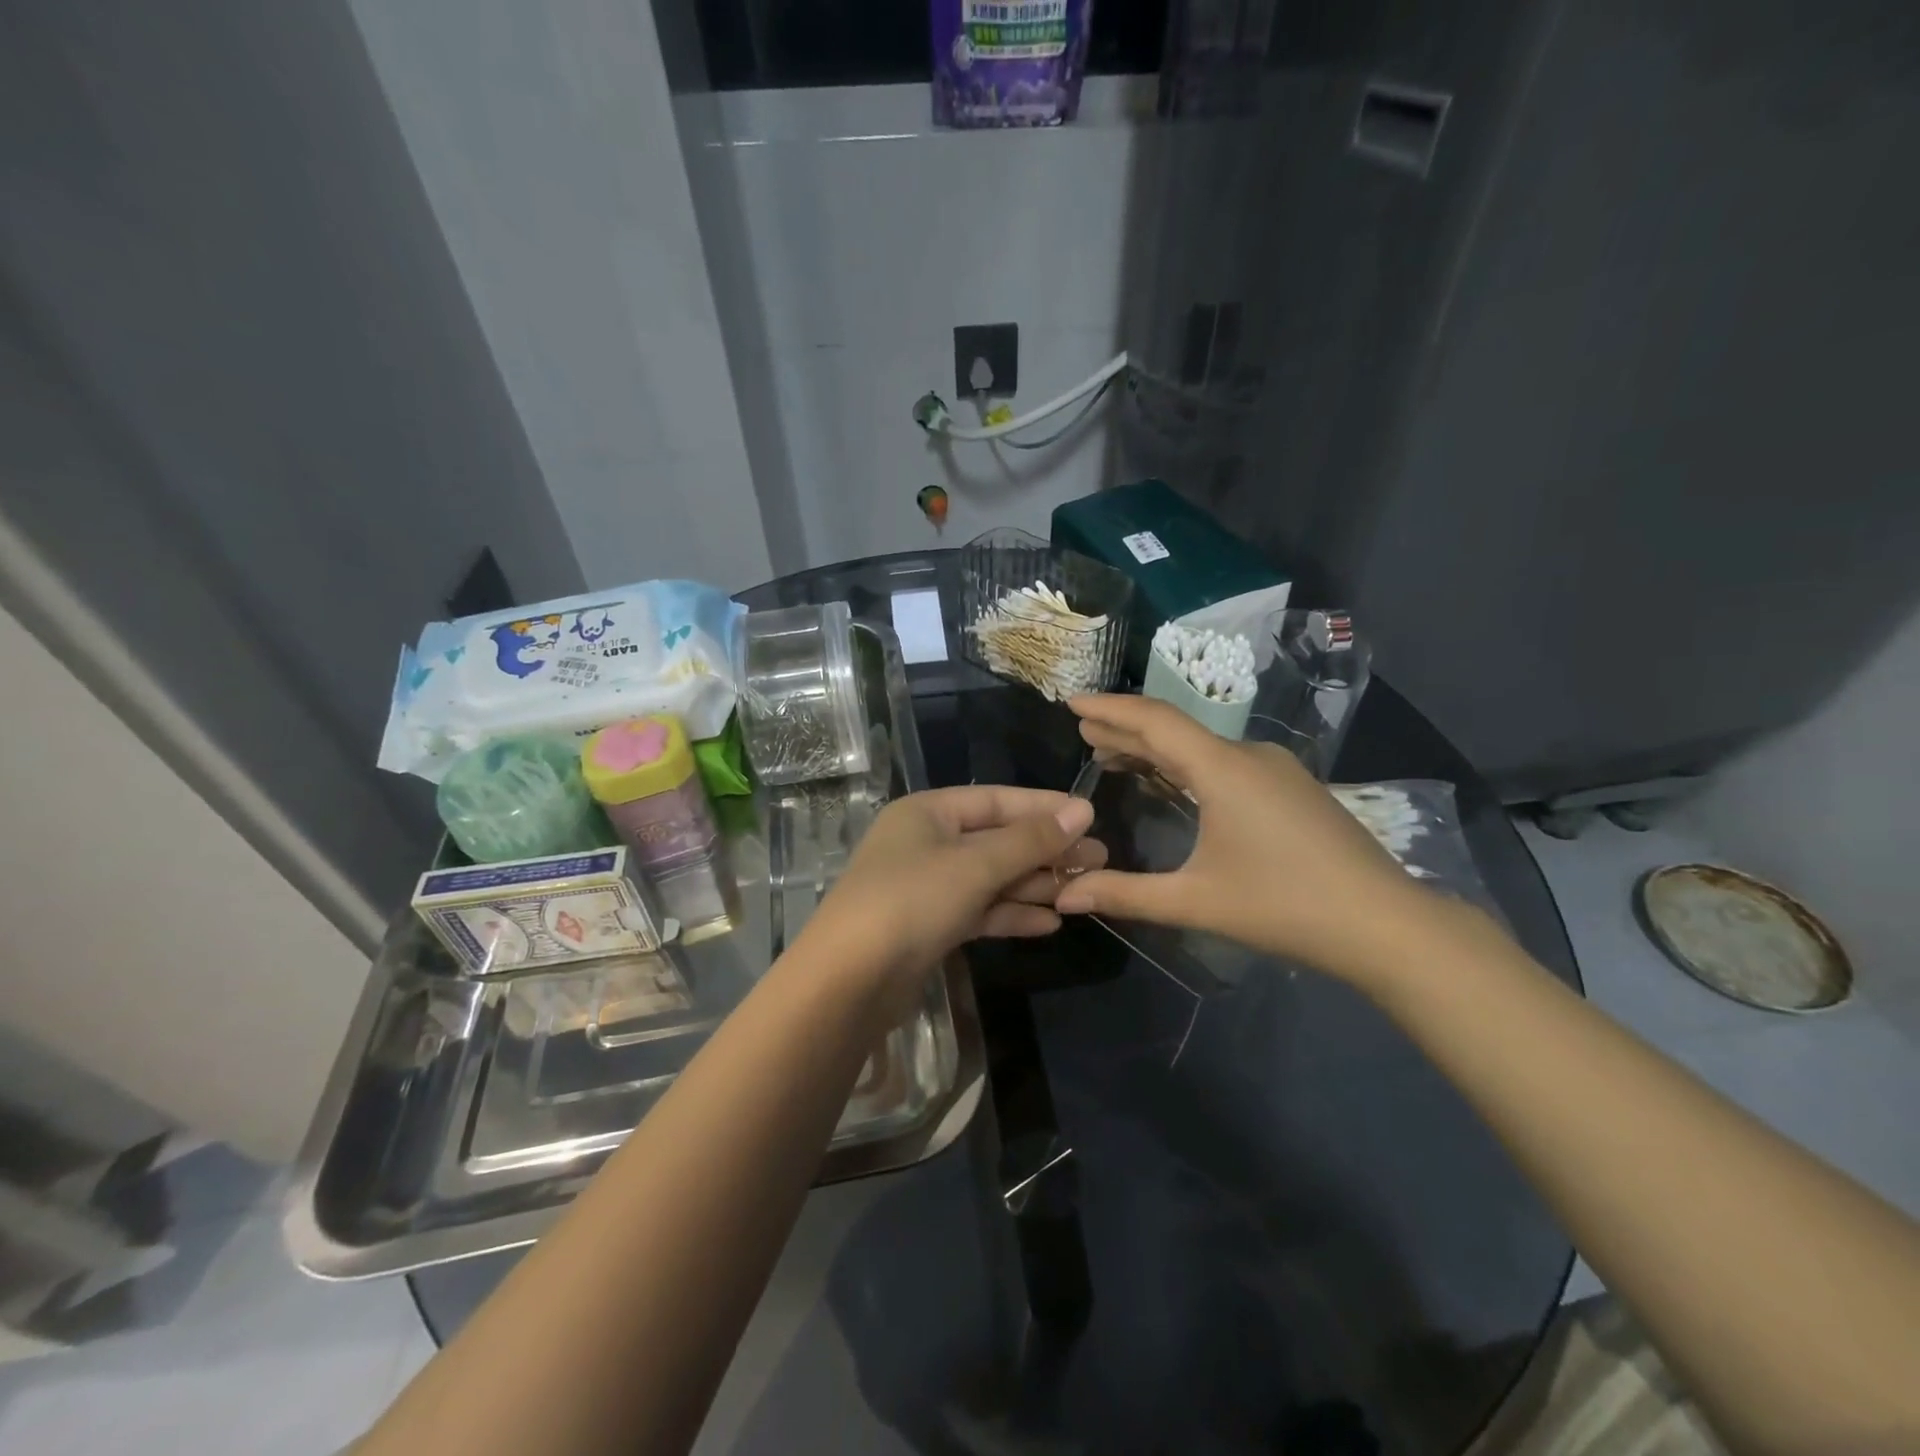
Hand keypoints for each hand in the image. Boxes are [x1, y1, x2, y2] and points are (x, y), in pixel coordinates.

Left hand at [802, 785, 1102, 980]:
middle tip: (1097, 860)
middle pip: (996, 840)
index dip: (1043, 807)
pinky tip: (1049, 923)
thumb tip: (1083, 810)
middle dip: (1045, 851)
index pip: (996, 800)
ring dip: (1033, 885)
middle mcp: (926, 843)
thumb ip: (1030, 840)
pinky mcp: (930, 926)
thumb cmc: (912, 901)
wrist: (850, 980)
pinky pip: (979, 910)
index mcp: (928, 812)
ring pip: (991, 878)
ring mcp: (927, 886)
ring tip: (1083, 892)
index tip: (1090, 816)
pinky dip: (1011, 914)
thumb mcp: (976, 865)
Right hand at [1054, 694, 1432, 982]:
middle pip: (1176, 729)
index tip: (1072, 705)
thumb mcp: (1195, 902)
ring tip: (1116, 757)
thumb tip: (1064, 895)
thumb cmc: (1284, 907)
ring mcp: (1276, 769)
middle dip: (1126, 729)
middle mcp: (1249, 755)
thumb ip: (1124, 894)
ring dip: (1157, 749)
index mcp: (1222, 769)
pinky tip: (1175, 783)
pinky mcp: (1292, 788)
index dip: (1109, 709)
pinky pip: (1225, 761)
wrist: (1385, 924)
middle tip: (1085, 735)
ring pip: (1202, 746)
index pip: (1154, 721)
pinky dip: (1187, 765)